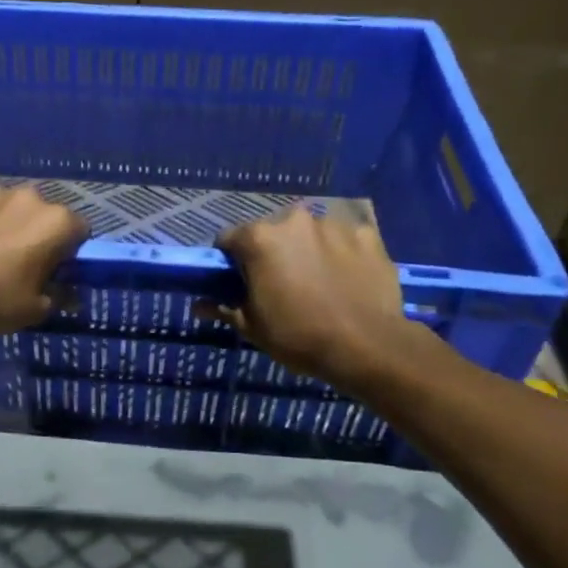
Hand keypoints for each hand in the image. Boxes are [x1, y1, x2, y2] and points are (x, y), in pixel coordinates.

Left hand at [0, 185, 88, 335]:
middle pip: (45, 214)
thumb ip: (61, 296)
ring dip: (9, 223)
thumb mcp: (36, 309)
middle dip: (39, 233)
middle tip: (24, 262)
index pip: (80, 230)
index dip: (71, 250)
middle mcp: (29, 198)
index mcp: (55, 222)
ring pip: (12, 207)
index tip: (57, 269)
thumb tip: (71, 294)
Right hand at [203, 207, 431, 390]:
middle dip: (271, 252)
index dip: (230, 261)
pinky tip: (347, 280)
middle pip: (271, 232)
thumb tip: (199, 305)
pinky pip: (344, 240)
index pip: (229, 239)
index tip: (238, 282)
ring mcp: (333, 224)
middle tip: (280, 285)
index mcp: (259, 238)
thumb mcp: (252, 327)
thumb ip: (224, 307)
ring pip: (309, 234)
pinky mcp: (367, 234)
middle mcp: (294, 220)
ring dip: (307, 250)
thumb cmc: (299, 337)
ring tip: (318, 283)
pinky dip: (341, 254)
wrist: (368, 347)